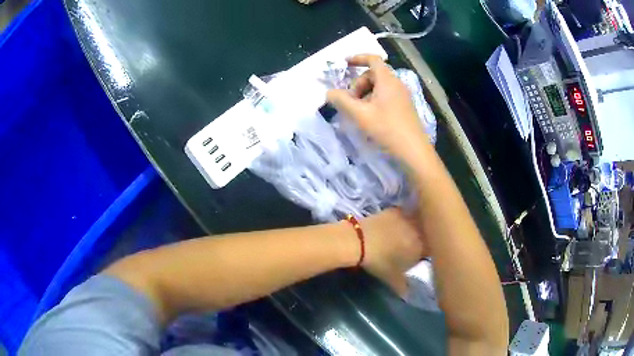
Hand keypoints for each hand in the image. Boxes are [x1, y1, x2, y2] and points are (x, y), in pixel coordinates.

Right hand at [327, 55, 429, 164]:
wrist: (414, 151)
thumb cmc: (387, 129)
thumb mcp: (360, 114)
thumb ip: (341, 101)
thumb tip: (329, 93)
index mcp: (387, 80)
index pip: (372, 59)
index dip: (357, 58)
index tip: (344, 64)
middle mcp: (397, 84)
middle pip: (373, 75)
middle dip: (358, 84)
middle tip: (351, 102)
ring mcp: (402, 96)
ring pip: (379, 87)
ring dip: (365, 95)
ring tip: (359, 113)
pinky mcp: (404, 107)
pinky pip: (386, 96)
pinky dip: (374, 101)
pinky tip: (370, 118)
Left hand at [360, 208, 425, 295]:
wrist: (359, 241)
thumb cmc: (379, 261)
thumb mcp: (392, 278)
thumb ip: (403, 287)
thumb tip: (408, 294)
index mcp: (422, 246)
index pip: (434, 247)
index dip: (429, 251)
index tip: (423, 256)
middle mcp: (419, 229)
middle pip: (428, 232)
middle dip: (425, 238)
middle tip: (415, 246)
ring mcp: (408, 217)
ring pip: (419, 221)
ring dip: (416, 227)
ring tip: (406, 235)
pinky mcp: (396, 210)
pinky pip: (406, 214)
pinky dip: (404, 220)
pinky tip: (395, 226)